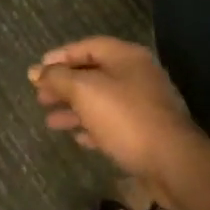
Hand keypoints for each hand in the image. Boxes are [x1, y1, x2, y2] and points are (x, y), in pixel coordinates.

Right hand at [28, 36, 205, 187]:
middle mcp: (137, 75)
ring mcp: (144, 104)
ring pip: (101, 100)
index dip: (60, 56)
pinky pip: (113, 123)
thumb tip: (36, 71)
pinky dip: (92, 127)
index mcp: (126, 57)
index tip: (37, 71)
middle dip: (64, 85)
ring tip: (50, 121)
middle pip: (93, 73)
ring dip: (74, 109)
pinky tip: (77, 137)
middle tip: (40, 97)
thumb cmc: (126, 118)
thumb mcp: (85, 92)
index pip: (87, 47)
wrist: (173, 163)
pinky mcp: (147, 132)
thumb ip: (58, 78)